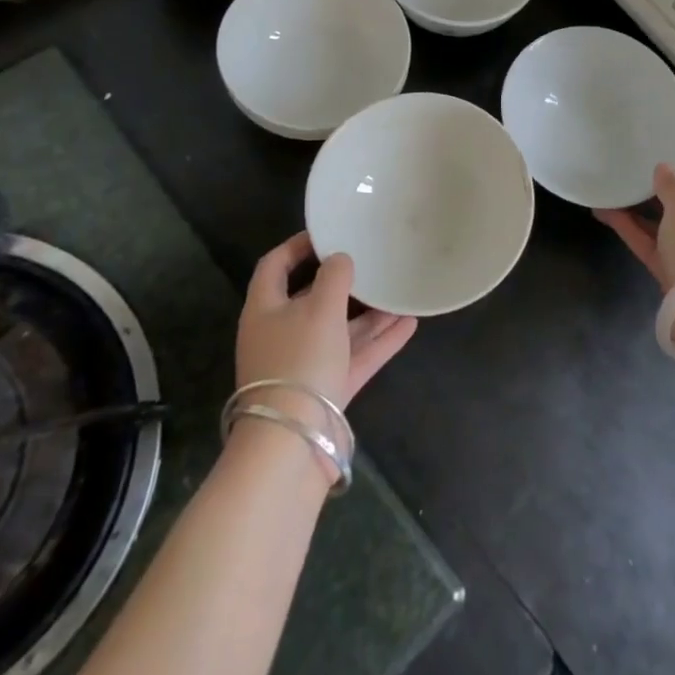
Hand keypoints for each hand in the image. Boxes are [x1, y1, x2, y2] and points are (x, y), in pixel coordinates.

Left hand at [236, 232, 416, 410]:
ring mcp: (304, 364)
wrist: (293, 441)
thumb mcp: (319, 308)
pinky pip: (355, 356)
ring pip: (339, 329)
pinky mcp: (327, 389)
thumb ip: (334, 276)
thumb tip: (340, 259)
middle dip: (343, 281)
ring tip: (398, 291)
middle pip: (311, 298)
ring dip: (368, 312)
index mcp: (265, 309)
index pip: (275, 265)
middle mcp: (281, 334)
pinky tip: (409, 323)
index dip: (298, 245)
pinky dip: (379, 341)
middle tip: (370, 261)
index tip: (329, 232)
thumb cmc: (300, 361)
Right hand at [595, 155, 674, 292]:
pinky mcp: (672, 267)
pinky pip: (649, 240)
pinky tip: (604, 213)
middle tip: (626, 168)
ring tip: (609, 189)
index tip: (651, 147)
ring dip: (636, 207)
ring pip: (660, 220)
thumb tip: (662, 169)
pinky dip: (630, 228)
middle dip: (652, 184)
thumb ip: (670, 184)